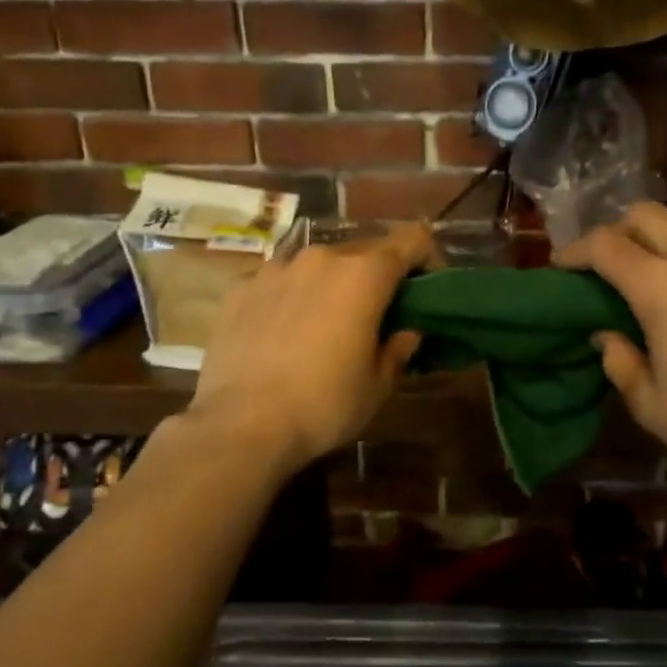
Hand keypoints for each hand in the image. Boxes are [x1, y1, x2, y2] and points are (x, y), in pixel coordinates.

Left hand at [188, 224, 437, 469]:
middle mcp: (321, 258)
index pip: (412, 240)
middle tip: (376, 317)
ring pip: (319, 266)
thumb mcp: (378, 386)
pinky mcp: (240, 288)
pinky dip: (292, 298)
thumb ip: (398, 349)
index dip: (427, 259)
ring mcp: (275, 269)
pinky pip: (281, 282)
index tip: (424, 291)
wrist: (240, 426)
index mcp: (364, 275)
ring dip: (332, 286)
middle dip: (377, 278)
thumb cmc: (324, 405)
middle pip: (364, 252)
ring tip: (324, 326)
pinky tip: (283, 335)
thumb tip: (406, 332)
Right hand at [554, 204, 666, 495]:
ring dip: (657, 240)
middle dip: (616, 231)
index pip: (605, 246)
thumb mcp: (651, 404)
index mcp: (662, 288)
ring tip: (650, 276)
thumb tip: (607, 336)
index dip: (575, 251)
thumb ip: (620, 362)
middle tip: (605, 266)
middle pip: (645, 215)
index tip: (561, 267)